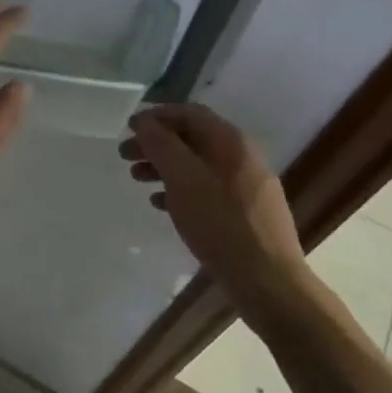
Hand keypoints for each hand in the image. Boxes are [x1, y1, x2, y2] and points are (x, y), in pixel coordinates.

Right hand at [120, 103, 305, 302]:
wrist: (267, 279)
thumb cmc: (220, 223)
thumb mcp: (183, 179)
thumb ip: (161, 146)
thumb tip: (144, 121)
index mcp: (231, 141)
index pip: (189, 113)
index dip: (156, 116)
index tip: (128, 128)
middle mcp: (242, 156)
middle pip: (192, 139)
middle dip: (156, 144)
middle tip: (125, 155)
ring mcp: (247, 184)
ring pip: (198, 165)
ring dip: (165, 167)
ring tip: (137, 179)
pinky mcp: (245, 211)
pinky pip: (207, 189)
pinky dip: (181, 190)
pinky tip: (160, 205)